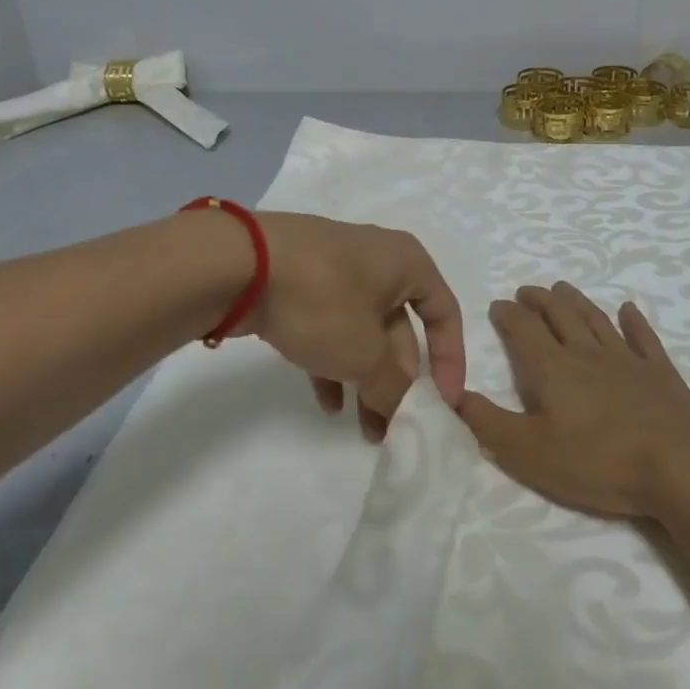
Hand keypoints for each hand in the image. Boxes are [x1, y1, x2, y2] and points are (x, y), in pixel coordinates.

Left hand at [248, 213, 465, 439]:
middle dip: (398, 380)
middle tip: (393, 425)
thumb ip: (392, 388)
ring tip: (364, 428)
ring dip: (366, 379)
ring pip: (363, 331)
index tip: (444, 403)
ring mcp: (335, 270)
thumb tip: (399, 409)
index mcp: (407, 263)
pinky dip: (333, 363)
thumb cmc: (322, 300)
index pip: (445, 313)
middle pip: (401, 328)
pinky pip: (329, 326)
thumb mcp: (365, 353)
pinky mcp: (300, 283)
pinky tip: (327, 403)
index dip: (450, 361)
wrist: (238, 264)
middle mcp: (377, 261)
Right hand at [451, 282, 689, 516]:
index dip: (508, 315)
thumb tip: (456, 394)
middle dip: (540, 300)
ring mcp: (628, 360)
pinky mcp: (662, 375)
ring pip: (596, 319)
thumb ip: (489, 423)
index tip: (498, 306)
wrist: (680, 467)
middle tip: (528, 290)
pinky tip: (629, 309)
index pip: (523, 330)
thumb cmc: (597, 462)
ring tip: (564, 288)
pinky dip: (634, 321)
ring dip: (577, 302)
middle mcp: (587, 353)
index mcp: (553, 369)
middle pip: (559, 315)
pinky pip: (644, 338)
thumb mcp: (529, 453)